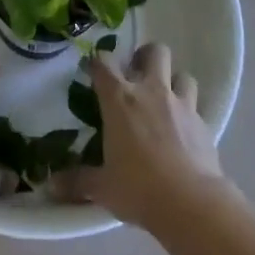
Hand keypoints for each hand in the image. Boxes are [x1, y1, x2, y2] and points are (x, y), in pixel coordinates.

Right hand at [62, 43, 230, 229]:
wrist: (191, 203)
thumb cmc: (138, 188)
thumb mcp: (103, 188)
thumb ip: (77, 182)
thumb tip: (51, 185)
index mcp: (120, 100)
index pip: (104, 63)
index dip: (97, 61)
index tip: (93, 69)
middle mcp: (151, 92)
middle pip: (154, 52)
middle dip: (146, 56)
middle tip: (137, 74)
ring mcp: (181, 105)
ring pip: (182, 74)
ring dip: (173, 81)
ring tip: (165, 100)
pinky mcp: (204, 123)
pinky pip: (196, 106)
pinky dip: (189, 113)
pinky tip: (183, 131)